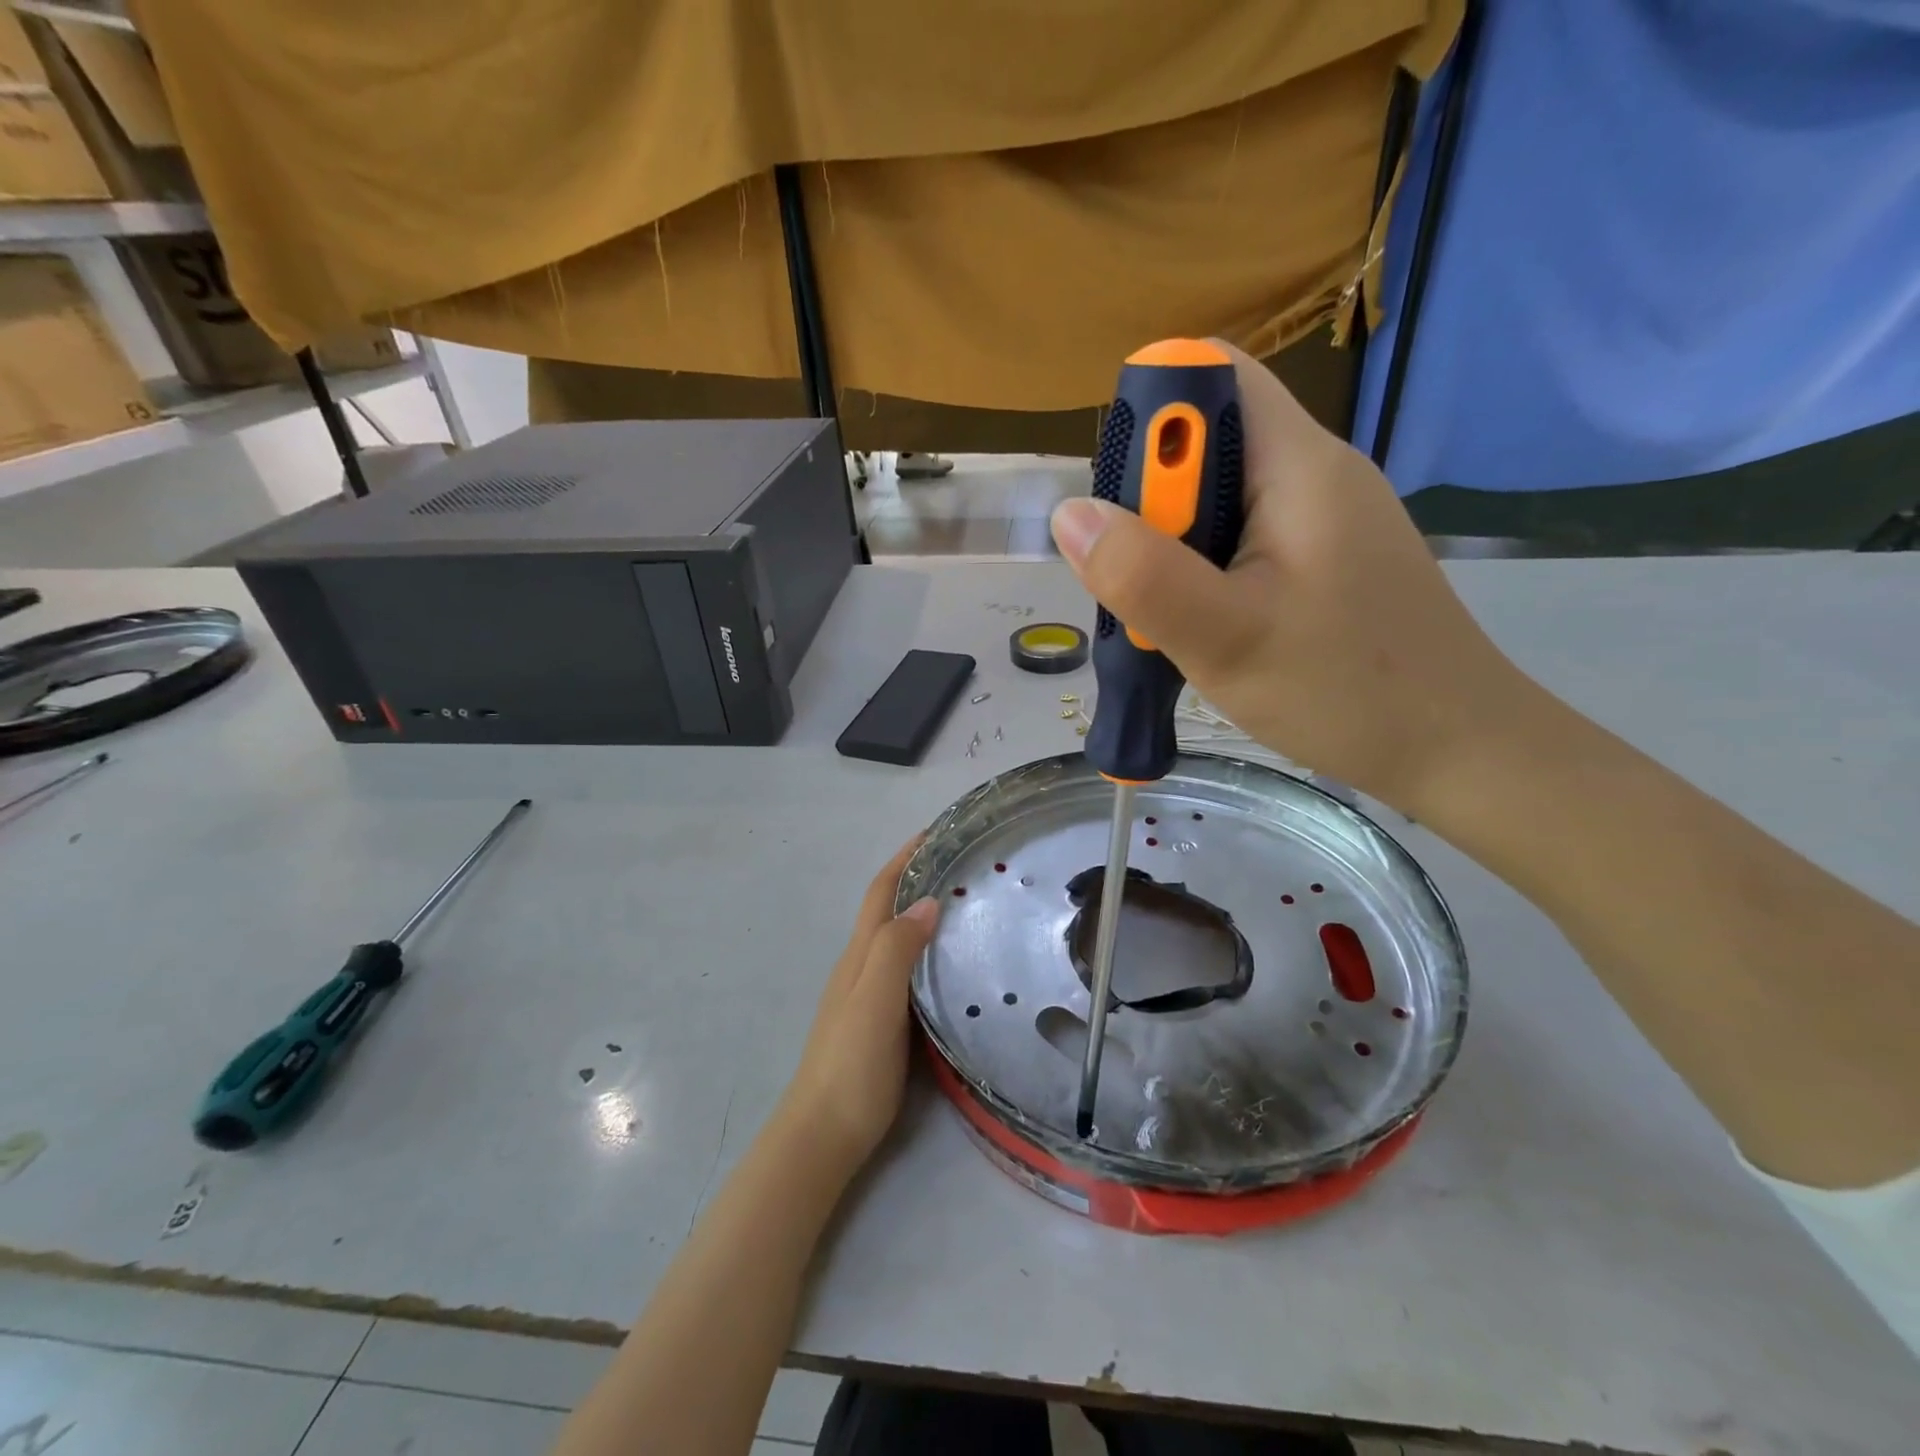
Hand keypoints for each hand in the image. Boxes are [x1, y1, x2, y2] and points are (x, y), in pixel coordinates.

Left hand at [780, 841, 940, 1172]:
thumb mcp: (874, 1001)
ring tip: (967, 904)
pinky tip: (952, 964)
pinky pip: (907, 970)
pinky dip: (927, 951)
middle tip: (963, 864)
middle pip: (887, 909)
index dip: (904, 858)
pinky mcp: (881, 1022)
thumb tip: (927, 901)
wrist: (824, 1135)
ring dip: (923, 913)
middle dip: (918, 878)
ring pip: (897, 940)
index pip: (880, 892)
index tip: (935, 832)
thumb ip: (896, 950)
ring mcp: (868, 995)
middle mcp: (860, 967)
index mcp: (859, 955)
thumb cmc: (851, 1065)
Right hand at [1049, 340, 1533, 813]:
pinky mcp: (1325, 555)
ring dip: (1171, 544)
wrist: (1456, 748)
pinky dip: (1204, 569)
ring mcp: (1322, 515)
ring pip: (1219, 495)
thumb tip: (1069, 514)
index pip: (1209, 375)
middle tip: (1139, 581)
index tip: (1125, 501)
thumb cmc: (1345, 690)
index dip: (1151, 416)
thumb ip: (1143, 575)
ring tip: (1169, 615)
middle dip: (1150, 500)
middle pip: (1205, 440)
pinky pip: (1243, 535)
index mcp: (1298, 463)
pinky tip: (1205, 624)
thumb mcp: (1225, 638)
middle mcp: (1313, 471)